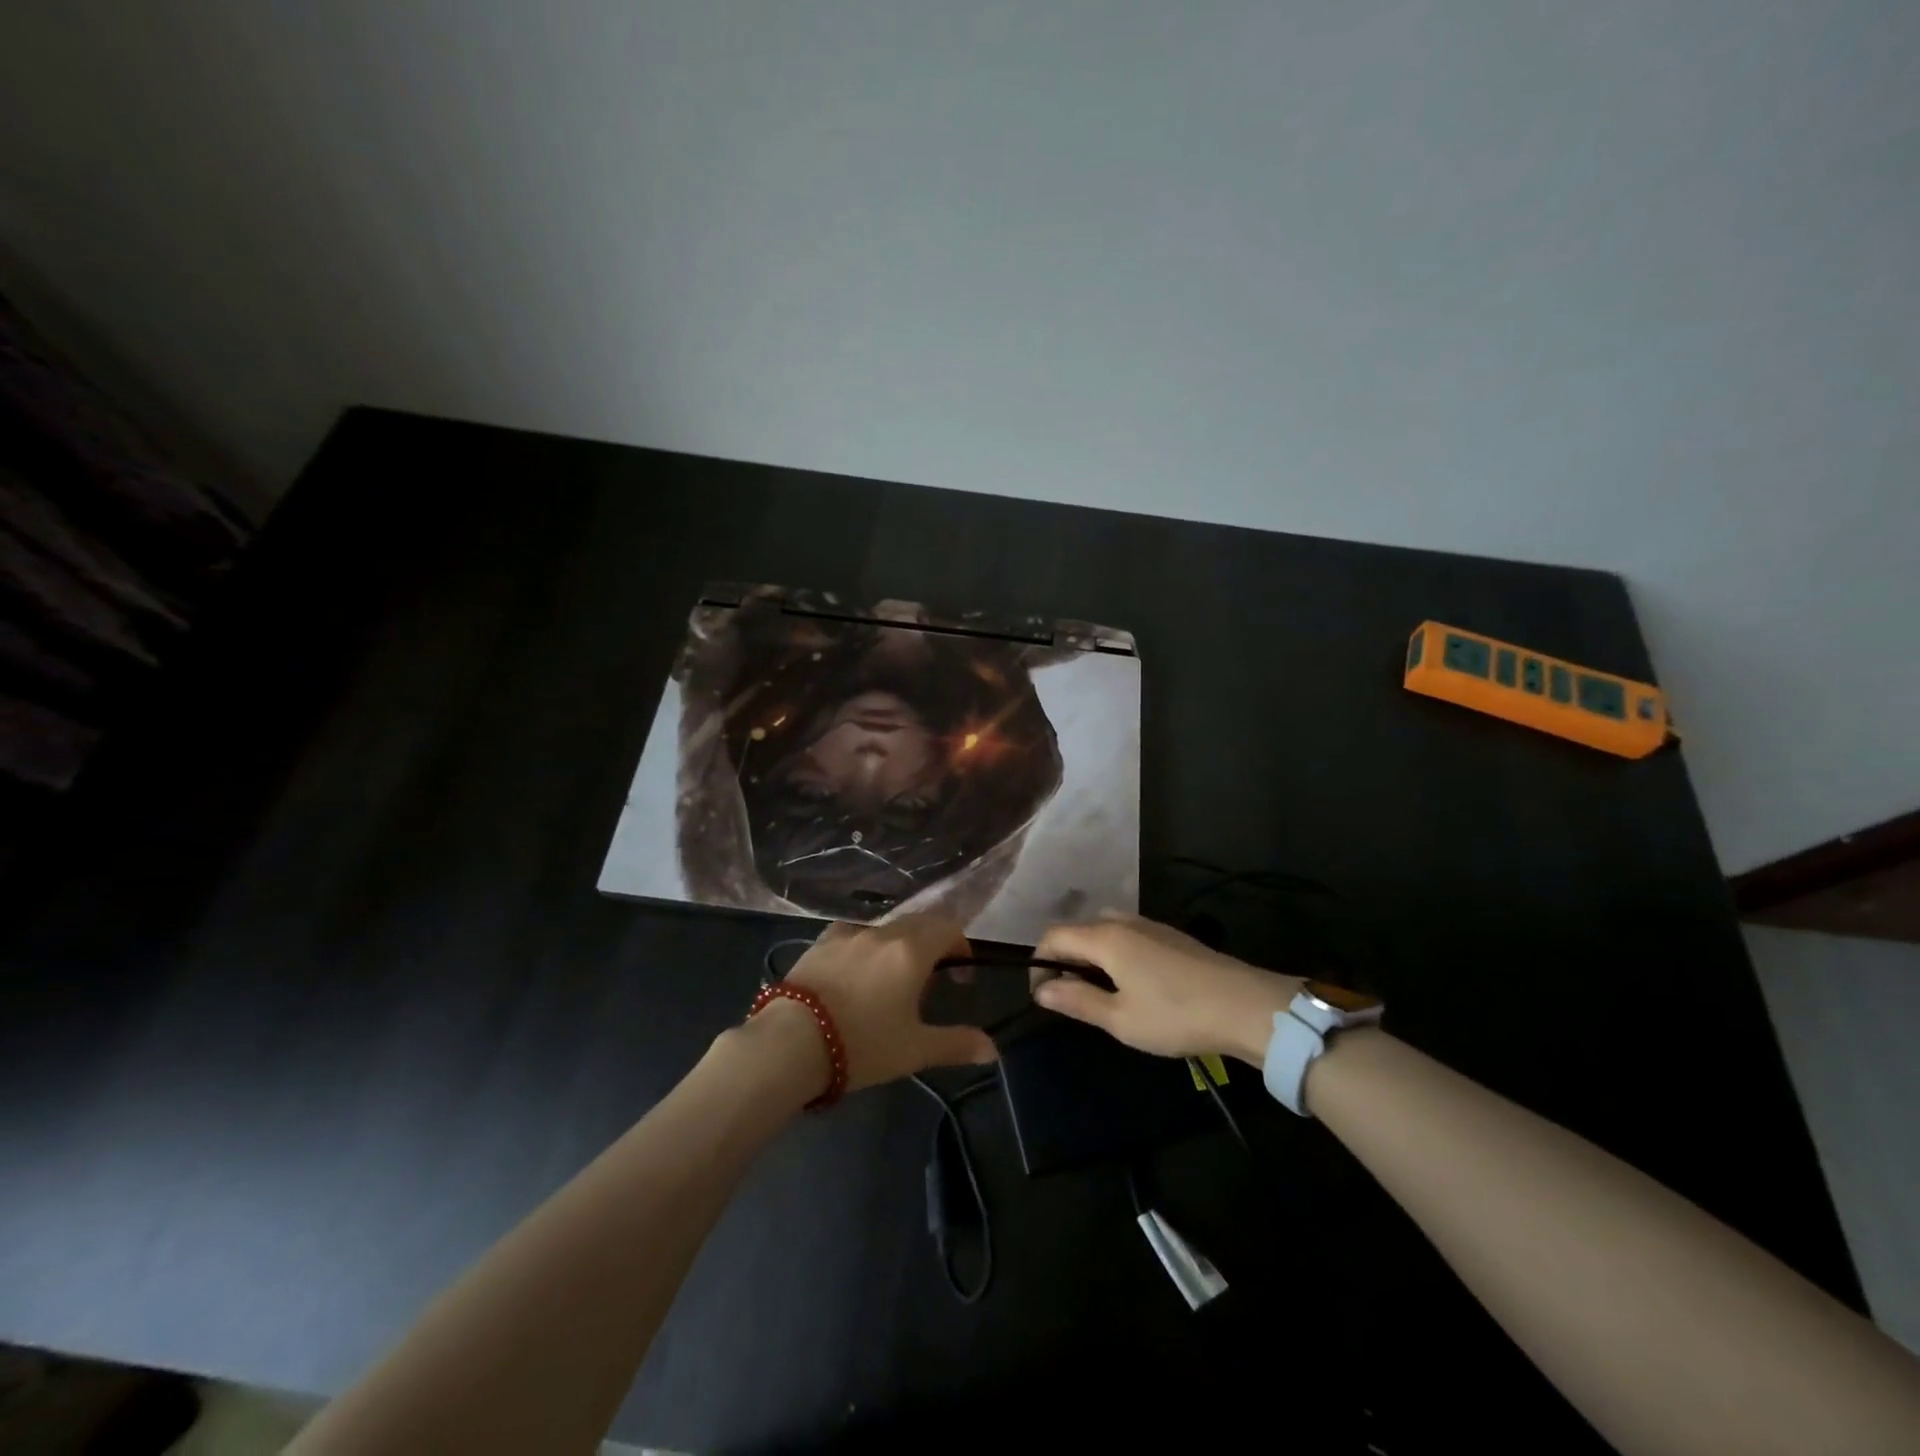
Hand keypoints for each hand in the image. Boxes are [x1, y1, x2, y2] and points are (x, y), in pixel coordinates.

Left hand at [780, 912, 997, 1092]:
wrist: (790, 1041)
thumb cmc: (862, 1044)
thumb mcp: (914, 1050)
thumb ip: (957, 1044)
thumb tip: (993, 1050)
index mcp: (912, 951)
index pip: (948, 927)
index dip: (961, 945)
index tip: (960, 974)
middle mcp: (883, 932)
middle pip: (918, 922)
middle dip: (933, 942)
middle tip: (932, 978)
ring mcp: (848, 933)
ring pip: (885, 927)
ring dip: (899, 943)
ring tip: (892, 979)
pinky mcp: (820, 942)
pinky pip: (853, 933)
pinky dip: (865, 945)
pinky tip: (856, 971)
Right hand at [1032, 914, 1301, 1064]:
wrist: (1245, 1006)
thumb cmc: (1175, 1015)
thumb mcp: (1120, 1019)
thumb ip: (1077, 1000)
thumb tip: (1042, 989)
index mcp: (1105, 937)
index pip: (1053, 936)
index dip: (1040, 963)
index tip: (1044, 996)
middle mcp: (1123, 922)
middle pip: (1078, 930)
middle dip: (1064, 959)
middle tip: (1070, 998)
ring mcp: (1150, 925)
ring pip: (1104, 931)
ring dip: (1090, 957)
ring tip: (1099, 994)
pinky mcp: (1171, 936)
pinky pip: (1126, 936)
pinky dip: (1114, 954)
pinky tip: (1131, 985)